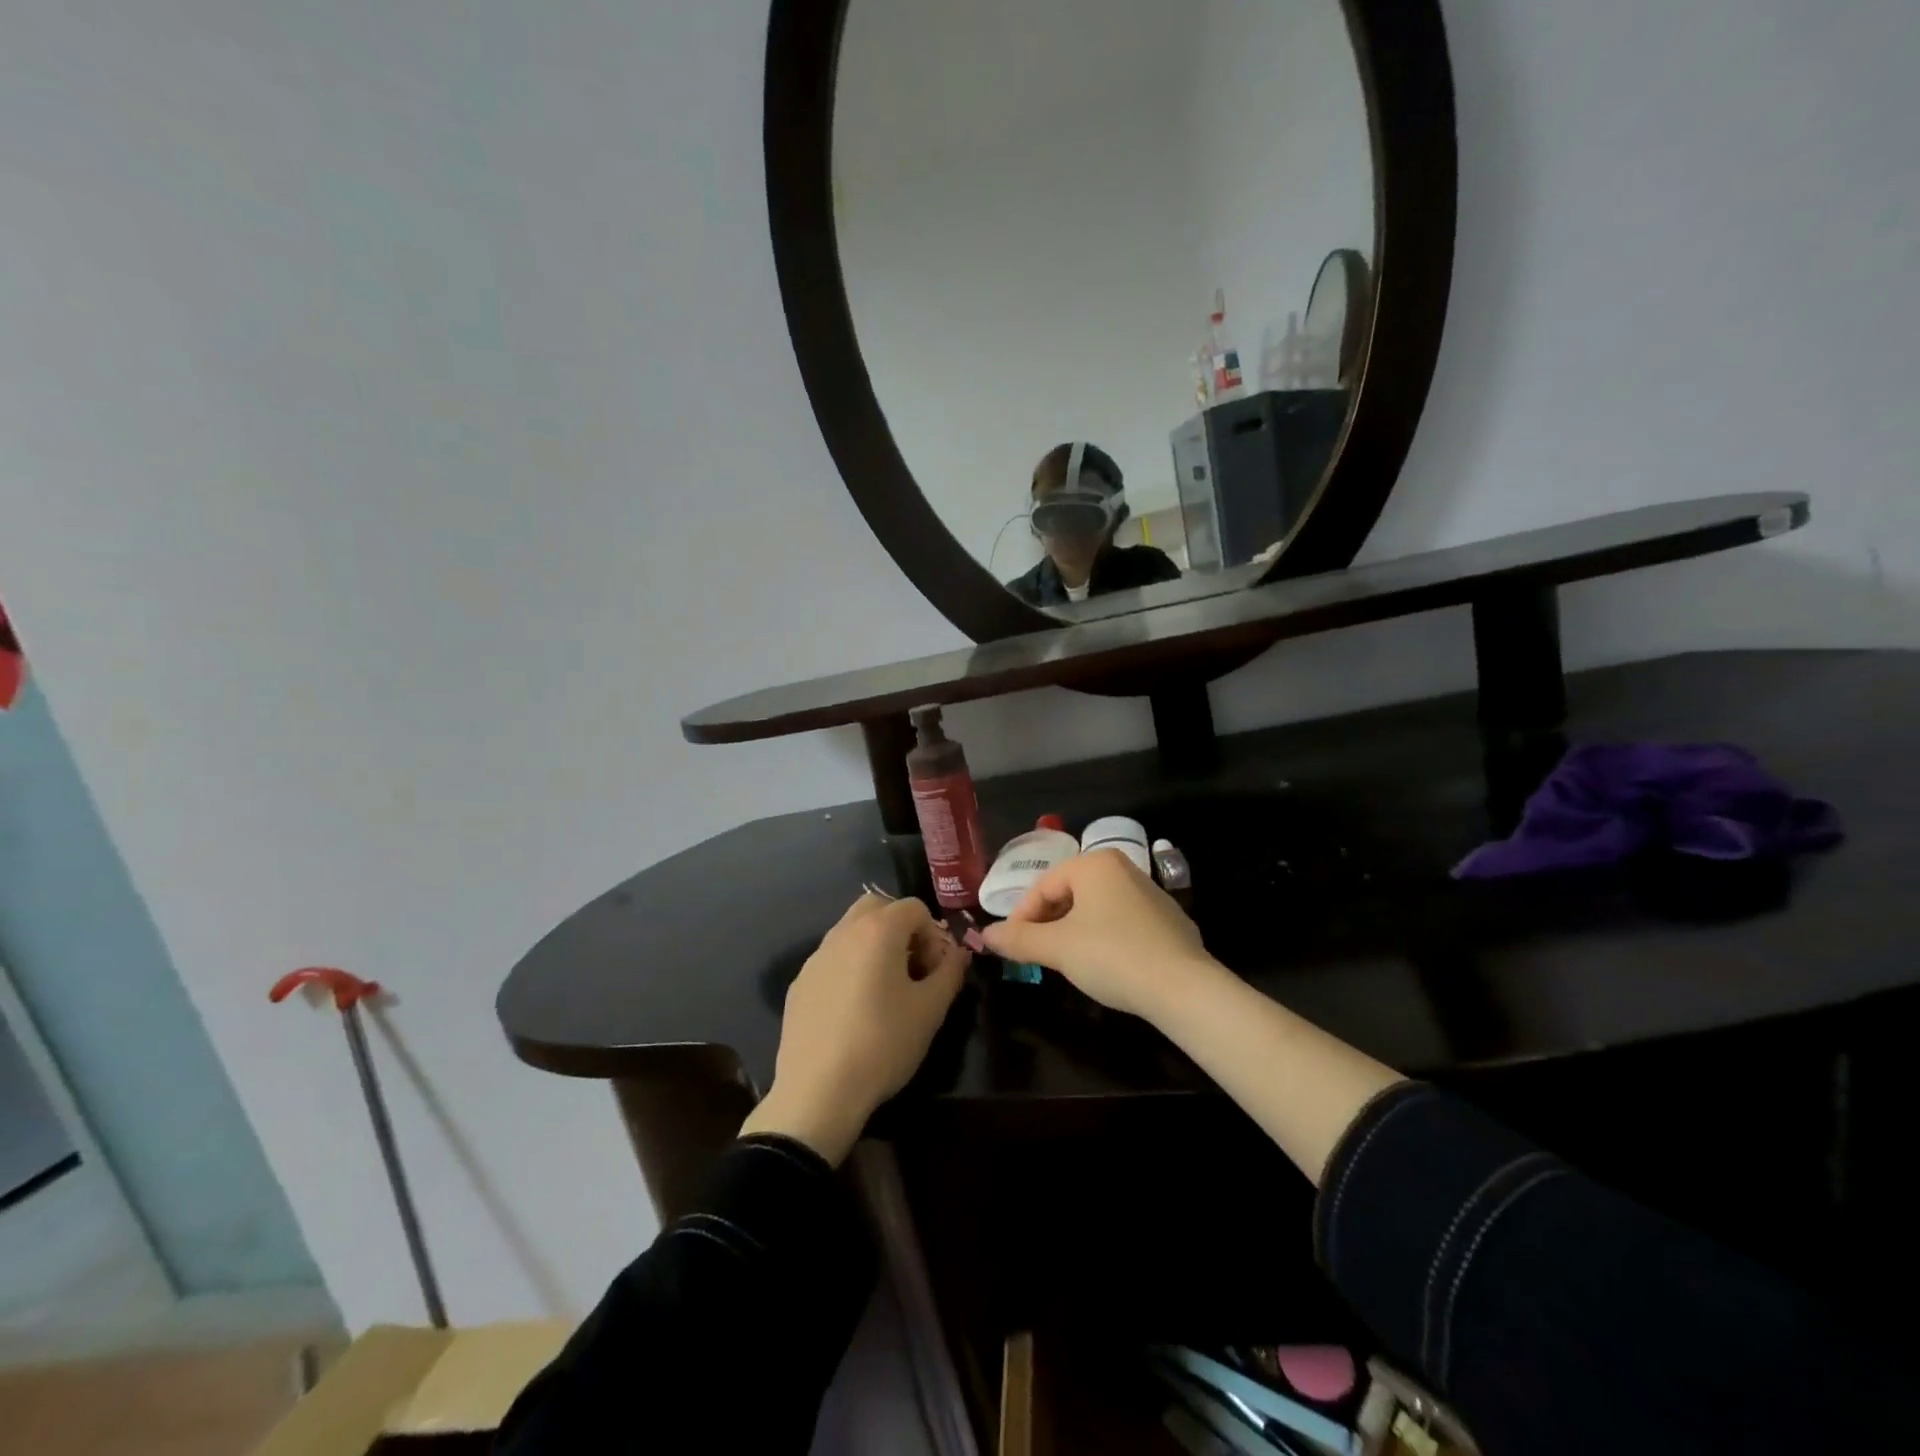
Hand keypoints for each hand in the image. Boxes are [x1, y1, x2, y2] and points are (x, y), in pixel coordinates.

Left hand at [740, 894, 968, 1163]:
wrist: (818, 1091)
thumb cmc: (883, 1044)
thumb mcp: (930, 1010)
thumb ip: (951, 972)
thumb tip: (959, 953)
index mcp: (878, 930)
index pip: (915, 907)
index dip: (933, 934)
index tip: (935, 970)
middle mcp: (844, 932)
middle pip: (878, 906)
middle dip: (901, 928)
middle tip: (912, 969)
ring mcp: (817, 956)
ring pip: (851, 930)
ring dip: (875, 945)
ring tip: (885, 990)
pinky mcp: (800, 982)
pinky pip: (833, 958)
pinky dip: (850, 967)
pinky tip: (854, 1010)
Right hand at [980, 849, 1213, 1019]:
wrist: (1183, 988)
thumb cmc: (1112, 955)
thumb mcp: (1058, 948)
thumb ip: (1019, 939)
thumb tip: (986, 935)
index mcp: (1095, 864)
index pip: (1044, 886)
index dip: (1021, 917)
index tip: (1012, 946)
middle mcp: (1123, 868)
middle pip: (1069, 893)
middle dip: (1048, 923)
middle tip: (1035, 954)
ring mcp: (1150, 893)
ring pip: (1095, 908)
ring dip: (1073, 931)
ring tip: (1065, 961)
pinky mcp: (1168, 919)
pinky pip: (1121, 922)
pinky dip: (1103, 938)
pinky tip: (1104, 965)